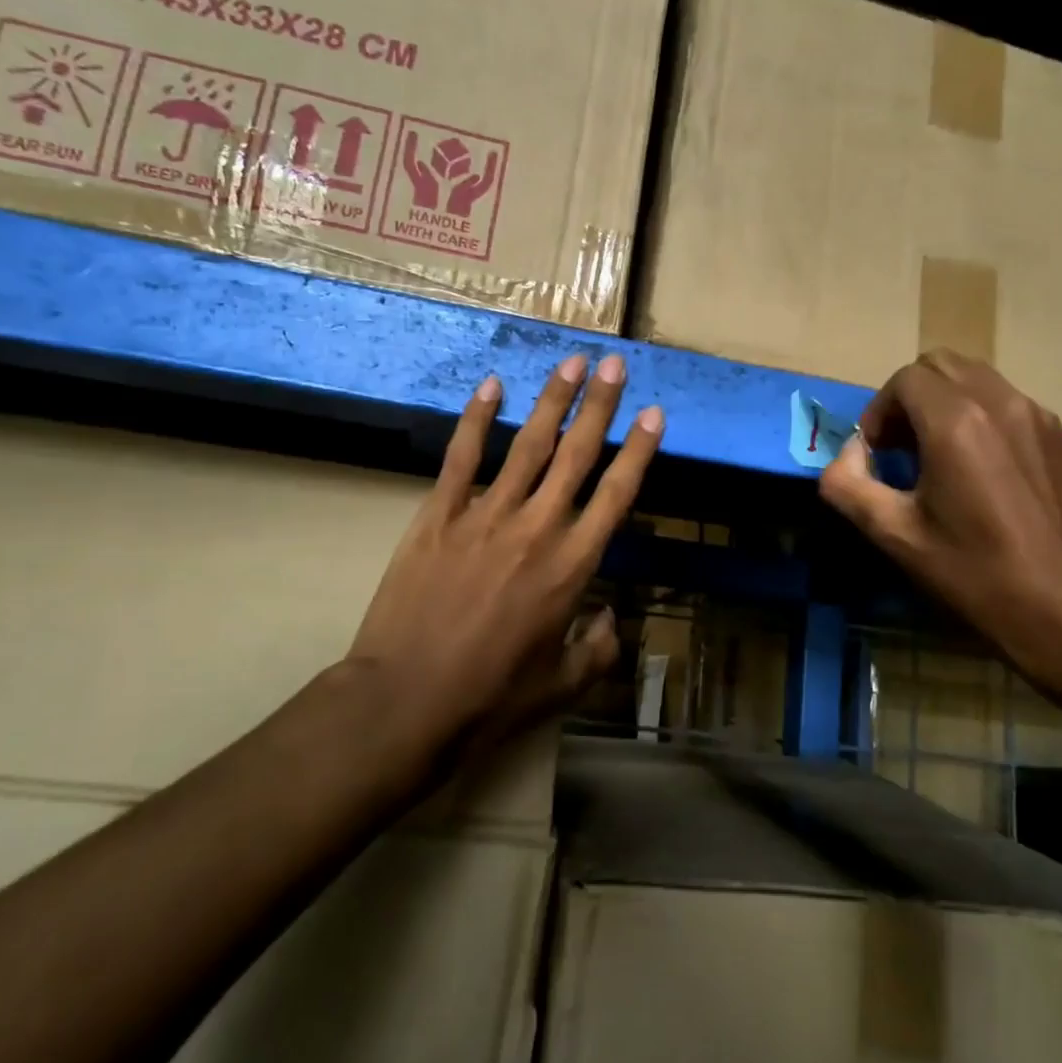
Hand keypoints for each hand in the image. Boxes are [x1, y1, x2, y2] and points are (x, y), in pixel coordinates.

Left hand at [348, 354, 663, 750]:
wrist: (407, 701)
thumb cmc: (491, 697)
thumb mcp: (562, 686)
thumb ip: (597, 649)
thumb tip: (610, 619)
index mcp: (572, 566)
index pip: (617, 494)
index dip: (639, 451)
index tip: (654, 413)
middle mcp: (537, 528)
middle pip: (577, 454)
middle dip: (600, 405)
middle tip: (615, 363)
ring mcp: (485, 516)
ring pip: (528, 445)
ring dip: (553, 400)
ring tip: (571, 362)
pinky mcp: (438, 516)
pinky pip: (461, 457)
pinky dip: (477, 420)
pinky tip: (492, 387)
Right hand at [819, 350, 1061, 688]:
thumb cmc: (976, 575)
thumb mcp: (895, 536)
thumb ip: (847, 486)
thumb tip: (846, 457)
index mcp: (957, 423)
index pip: (904, 379)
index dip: (878, 412)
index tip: (875, 456)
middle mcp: (1000, 403)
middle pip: (940, 365)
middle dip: (908, 398)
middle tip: (899, 448)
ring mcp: (1037, 416)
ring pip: (975, 378)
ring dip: (942, 403)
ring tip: (935, 457)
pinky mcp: (1059, 437)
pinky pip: (1005, 401)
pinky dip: (977, 415)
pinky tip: (977, 470)